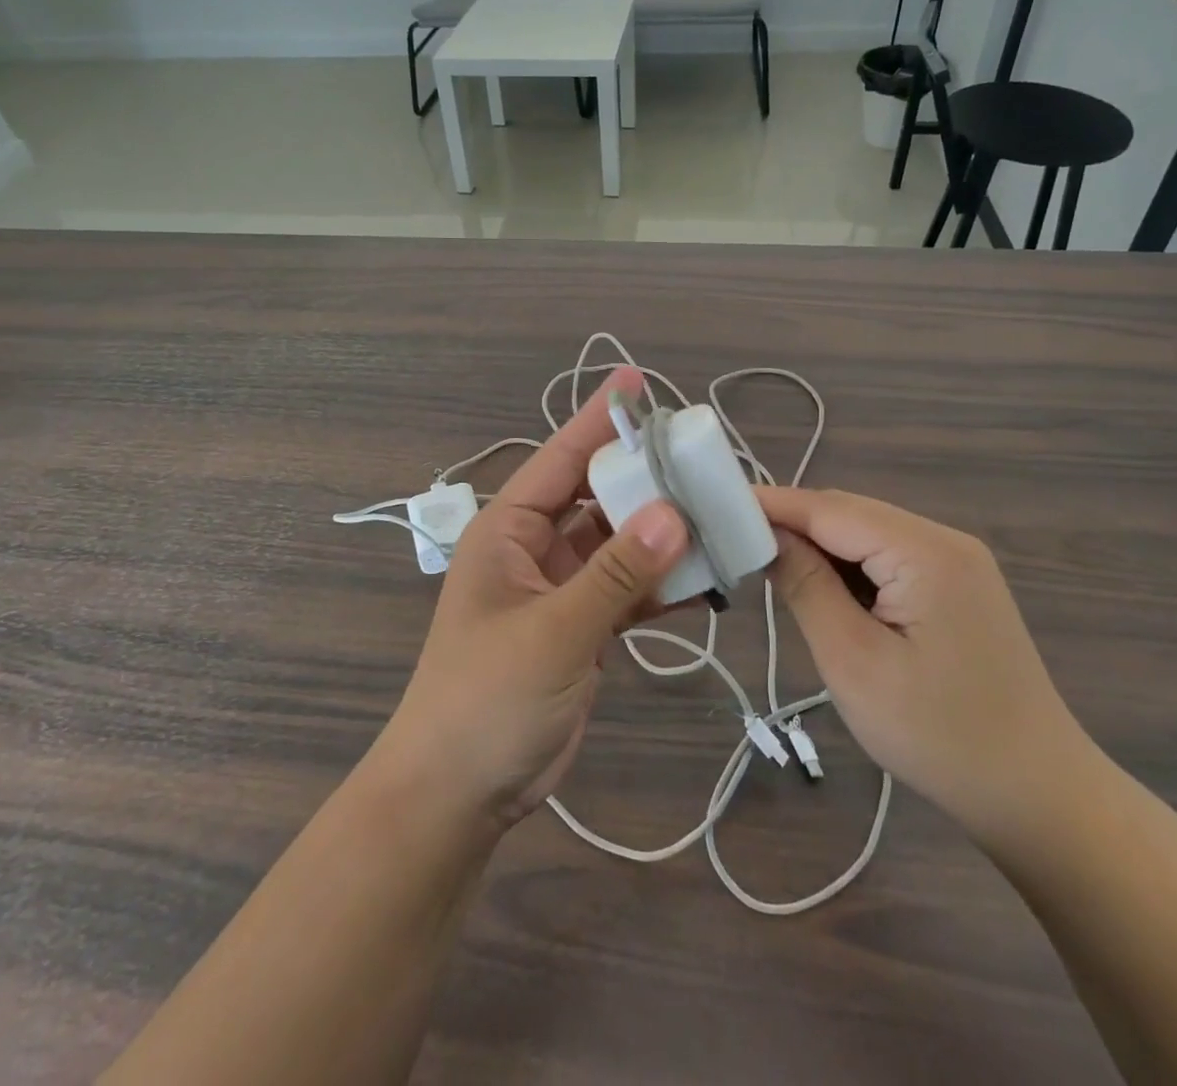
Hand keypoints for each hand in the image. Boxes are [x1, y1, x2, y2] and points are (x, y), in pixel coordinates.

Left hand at [374, 369, 688, 830]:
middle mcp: (533, 549)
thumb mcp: (555, 632)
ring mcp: (559, 590)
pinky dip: (661, 585)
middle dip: (643, 479)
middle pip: (596, 498)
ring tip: (718, 514)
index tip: (637, 383)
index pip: (558, 460)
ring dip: (660, 535)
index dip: (597, 421)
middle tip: (701, 457)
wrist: (458, 793)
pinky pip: (626, 591)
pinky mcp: (581, 628)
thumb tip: (675, 513)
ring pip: (618, 545)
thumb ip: (616, 574)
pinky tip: (707, 578)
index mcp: (507, 531)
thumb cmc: (487, 699)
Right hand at [757, 487, 1094, 844]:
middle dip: (791, 524)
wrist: (1039, 797)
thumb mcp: (853, 660)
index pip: (829, 508)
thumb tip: (767, 535)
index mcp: (925, 551)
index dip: (770, 505)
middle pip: (849, 514)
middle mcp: (944, 540)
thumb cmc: (938, 735)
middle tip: (733, 544)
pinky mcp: (958, 587)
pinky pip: (889, 559)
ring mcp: (957, 563)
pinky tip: (823, 592)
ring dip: (818, 547)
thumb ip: (806, 585)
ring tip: (767, 568)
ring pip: (867, 535)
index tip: (714, 506)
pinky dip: (848, 568)